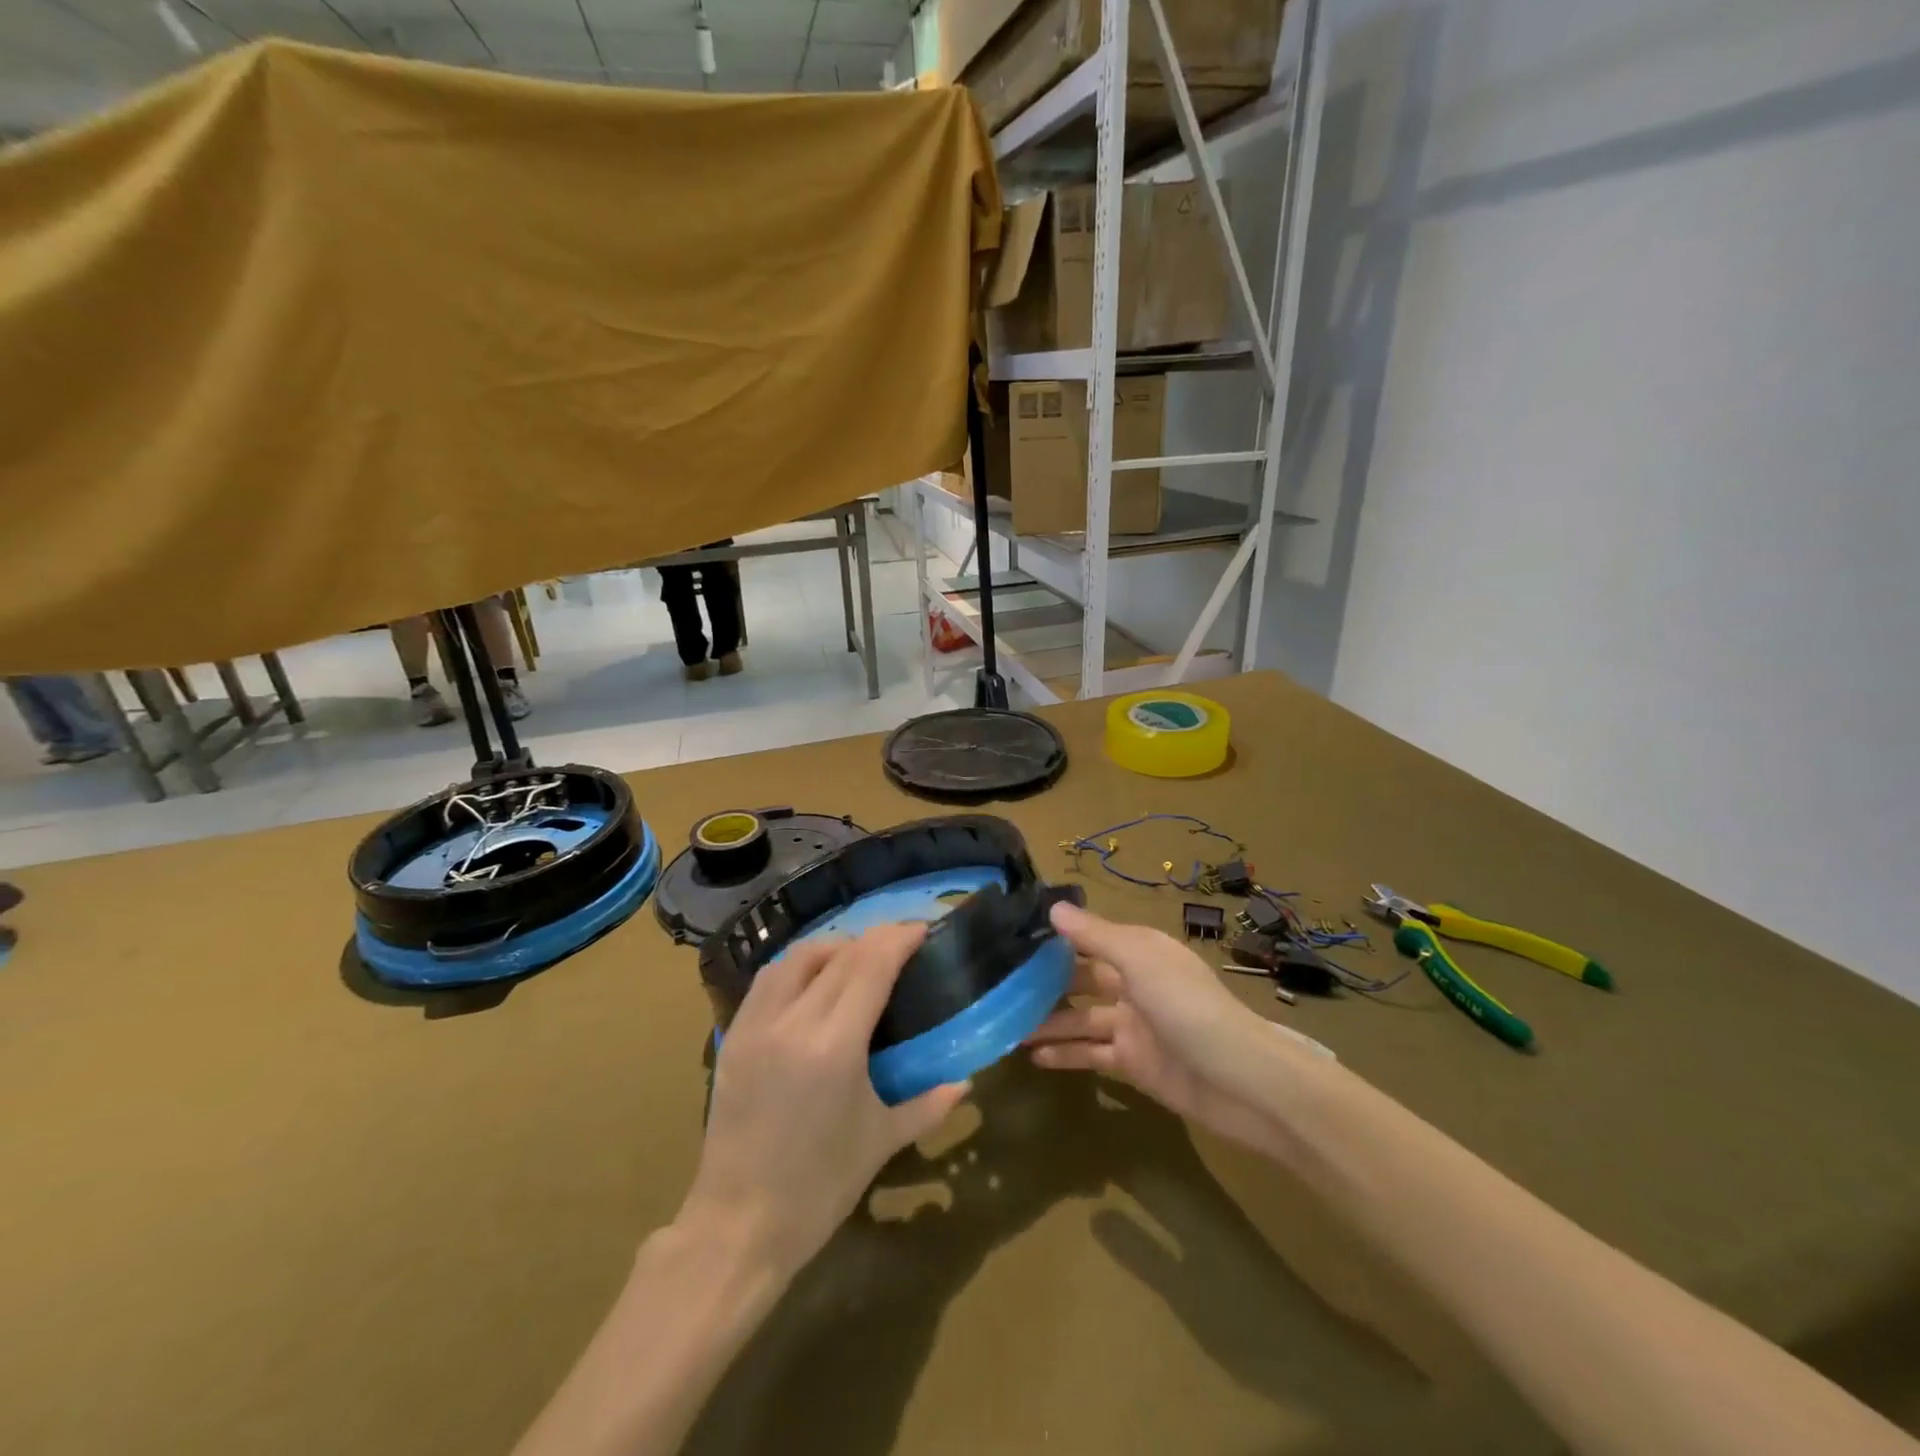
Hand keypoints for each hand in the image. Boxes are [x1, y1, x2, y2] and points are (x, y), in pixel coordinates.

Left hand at [679, 925, 970, 1281]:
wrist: (738, 1226)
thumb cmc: (819, 1187)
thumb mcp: (881, 1142)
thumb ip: (929, 1103)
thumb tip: (967, 1081)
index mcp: (834, 1046)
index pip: (871, 965)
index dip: (899, 938)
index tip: (923, 929)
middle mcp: (793, 1022)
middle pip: (840, 954)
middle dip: (876, 939)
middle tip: (901, 942)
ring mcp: (756, 1024)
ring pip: (798, 956)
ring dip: (835, 946)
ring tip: (858, 957)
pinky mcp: (733, 1035)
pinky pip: (768, 978)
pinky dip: (799, 964)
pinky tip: (815, 979)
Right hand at [1027, 902, 1305, 1157]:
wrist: (1244, 1083)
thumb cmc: (1190, 1009)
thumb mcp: (1142, 962)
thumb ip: (1096, 937)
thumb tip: (1052, 908)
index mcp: (1138, 952)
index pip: (1088, 938)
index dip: (1054, 937)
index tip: (1011, 936)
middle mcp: (1132, 984)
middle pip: (1080, 978)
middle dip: (1043, 982)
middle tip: (996, 986)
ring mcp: (1132, 1025)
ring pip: (1080, 1018)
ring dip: (1046, 1021)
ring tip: (1003, 1025)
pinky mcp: (1133, 1064)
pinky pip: (1091, 1054)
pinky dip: (1064, 1054)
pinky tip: (1032, 1057)